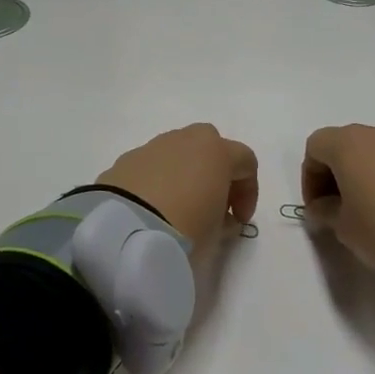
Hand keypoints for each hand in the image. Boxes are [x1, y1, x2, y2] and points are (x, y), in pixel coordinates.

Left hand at [97, 124, 258, 254]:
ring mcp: (152, 147)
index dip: (249, 192)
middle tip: (212, 204)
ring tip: (179, 208)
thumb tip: (219, 217)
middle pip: (210, 146)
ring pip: (178, 153)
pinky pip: (151, 166)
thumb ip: (224, 221)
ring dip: (185, 174)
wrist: (125, 230)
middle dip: (216, 172)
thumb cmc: (185, 228)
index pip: (246, 162)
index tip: (239, 220)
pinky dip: (157, 181)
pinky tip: (151, 208)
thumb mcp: (216, 233)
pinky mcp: (126, 160)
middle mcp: (185, 140)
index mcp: (216, 151)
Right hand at [301, 124, 374, 271]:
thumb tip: (323, 206)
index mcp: (347, 143)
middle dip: (334, 176)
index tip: (317, 208)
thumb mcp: (344, 227)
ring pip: (371, 153)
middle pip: (343, 147)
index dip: (309, 178)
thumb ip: (326, 212)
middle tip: (338, 209)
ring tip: (368, 211)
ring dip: (362, 176)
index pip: (314, 148)